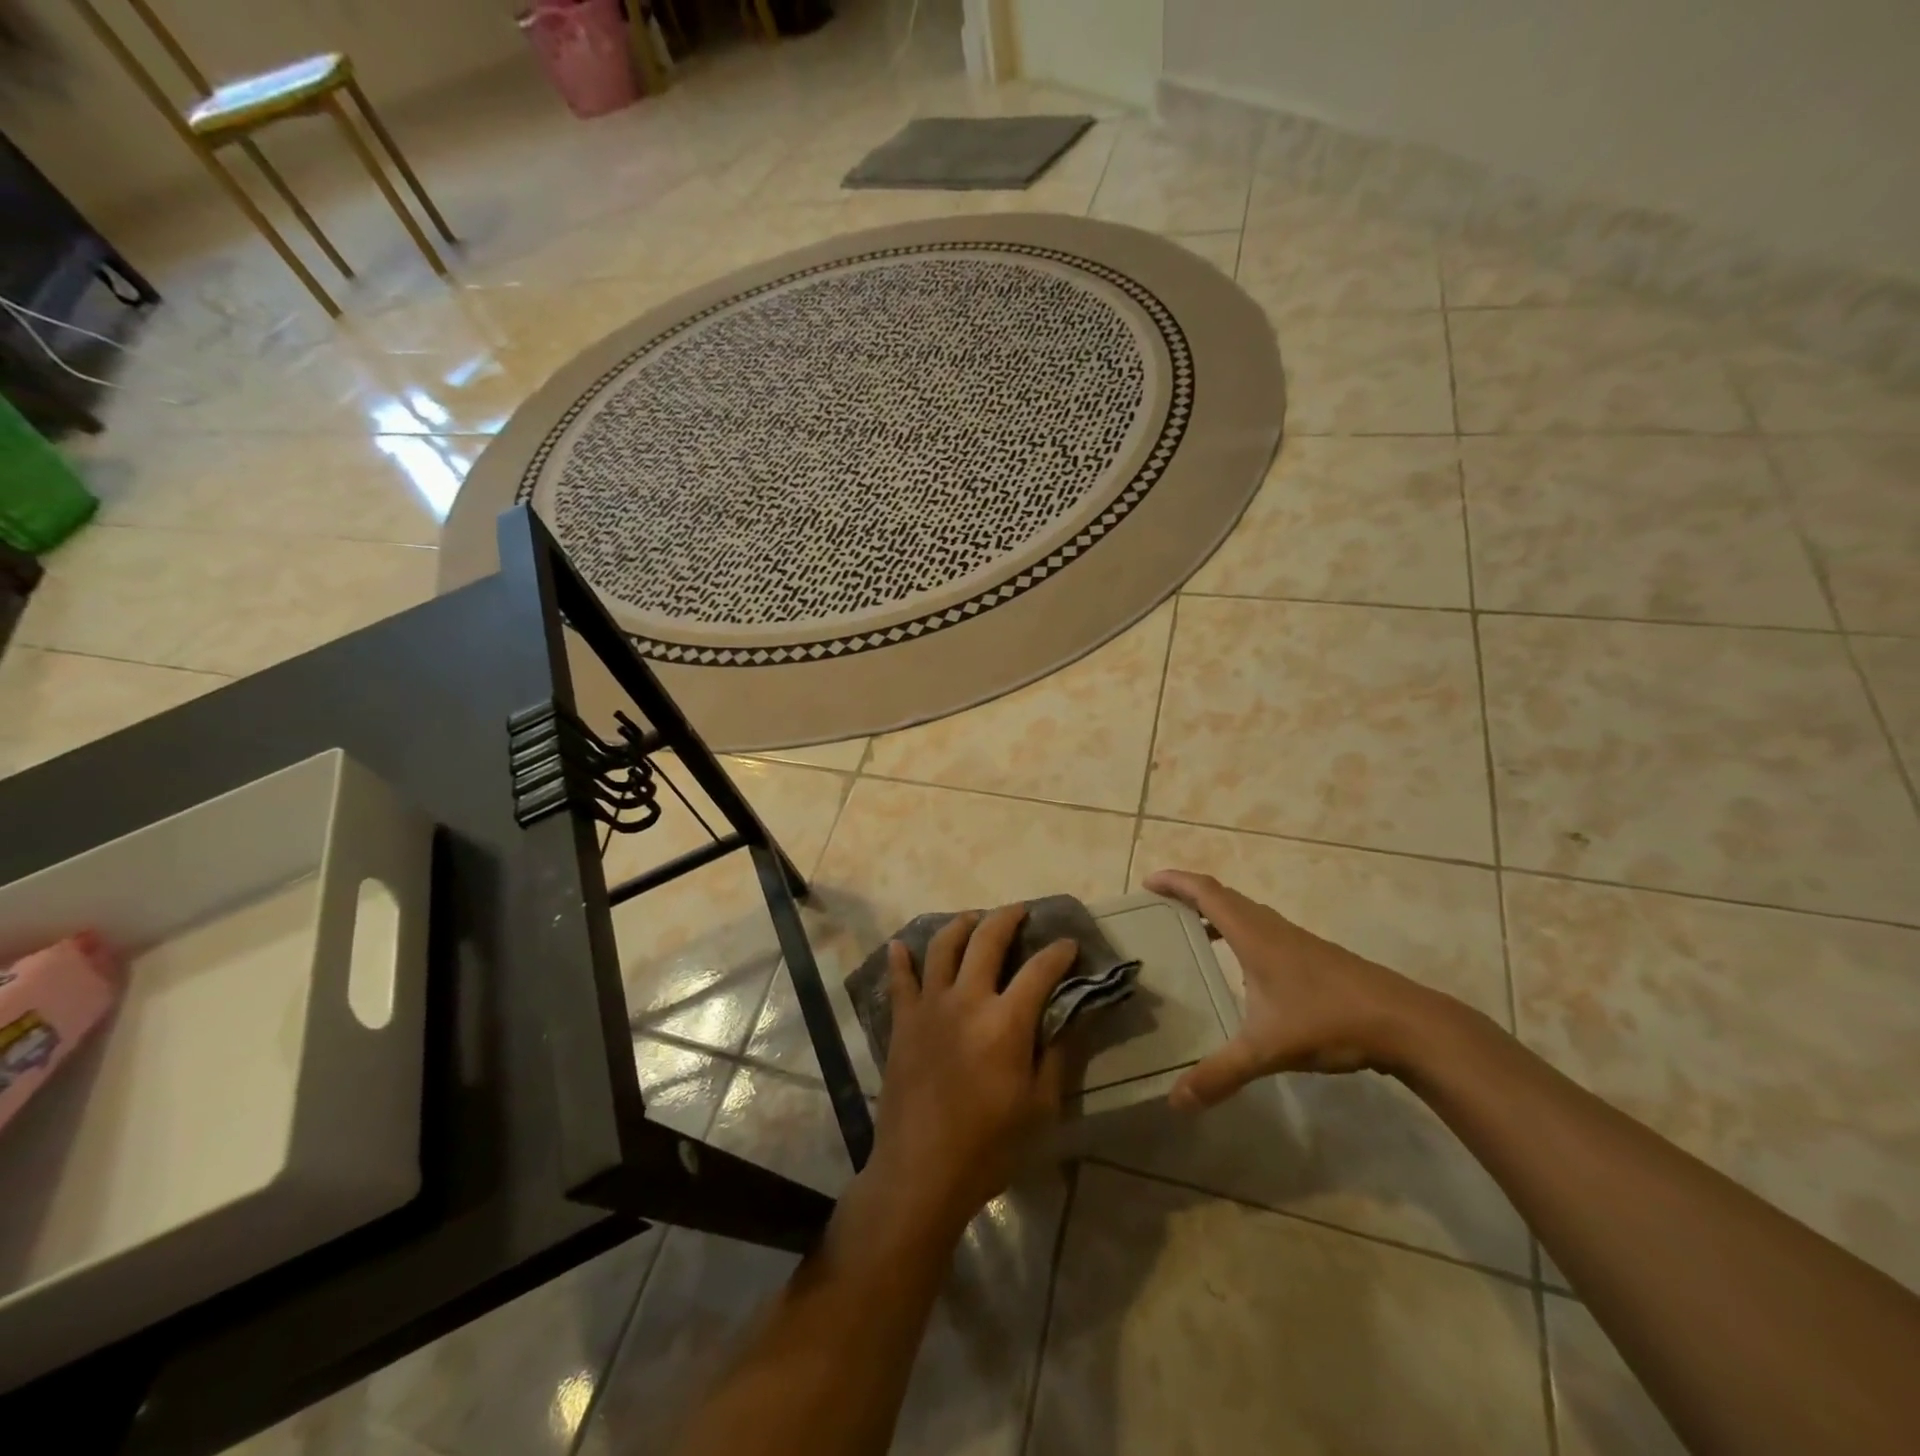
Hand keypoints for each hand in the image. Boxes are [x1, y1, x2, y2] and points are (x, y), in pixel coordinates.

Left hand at [865, 905, 1079, 1239]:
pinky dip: (901, 959)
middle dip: (1008, 918)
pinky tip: (901, 946)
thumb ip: (1057, 1055)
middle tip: (1021, 911)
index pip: (1039, 970)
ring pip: (943, 947)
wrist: (922, 1171)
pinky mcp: (903, 1021)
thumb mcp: (1041, 1106)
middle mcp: (967, 999)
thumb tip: (1072, 1017)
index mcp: (1006, 1021)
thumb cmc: (990, 1146)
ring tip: (973, 918)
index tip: (1069, 943)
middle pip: (987, 940)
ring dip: (961, 925)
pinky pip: (900, 980)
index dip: (1058, 952)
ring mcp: (930, 1006)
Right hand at [1144, 869, 1440, 1109]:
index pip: (1206, 892)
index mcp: (1253, 935)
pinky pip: (1263, 930)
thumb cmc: (1330, 1021)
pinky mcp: (1314, 957)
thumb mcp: (1267, 1049)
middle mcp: (1271, 928)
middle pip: (1224, 896)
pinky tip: (1240, 967)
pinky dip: (1238, 931)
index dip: (1176, 881)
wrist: (1406, 1023)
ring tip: (1191, 930)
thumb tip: (1175, 1102)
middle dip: (1189, 894)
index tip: (1149, 882)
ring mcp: (1296, 941)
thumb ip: (1221, 1074)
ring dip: (1216, 911)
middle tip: (1161, 907)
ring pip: (1246, 912)